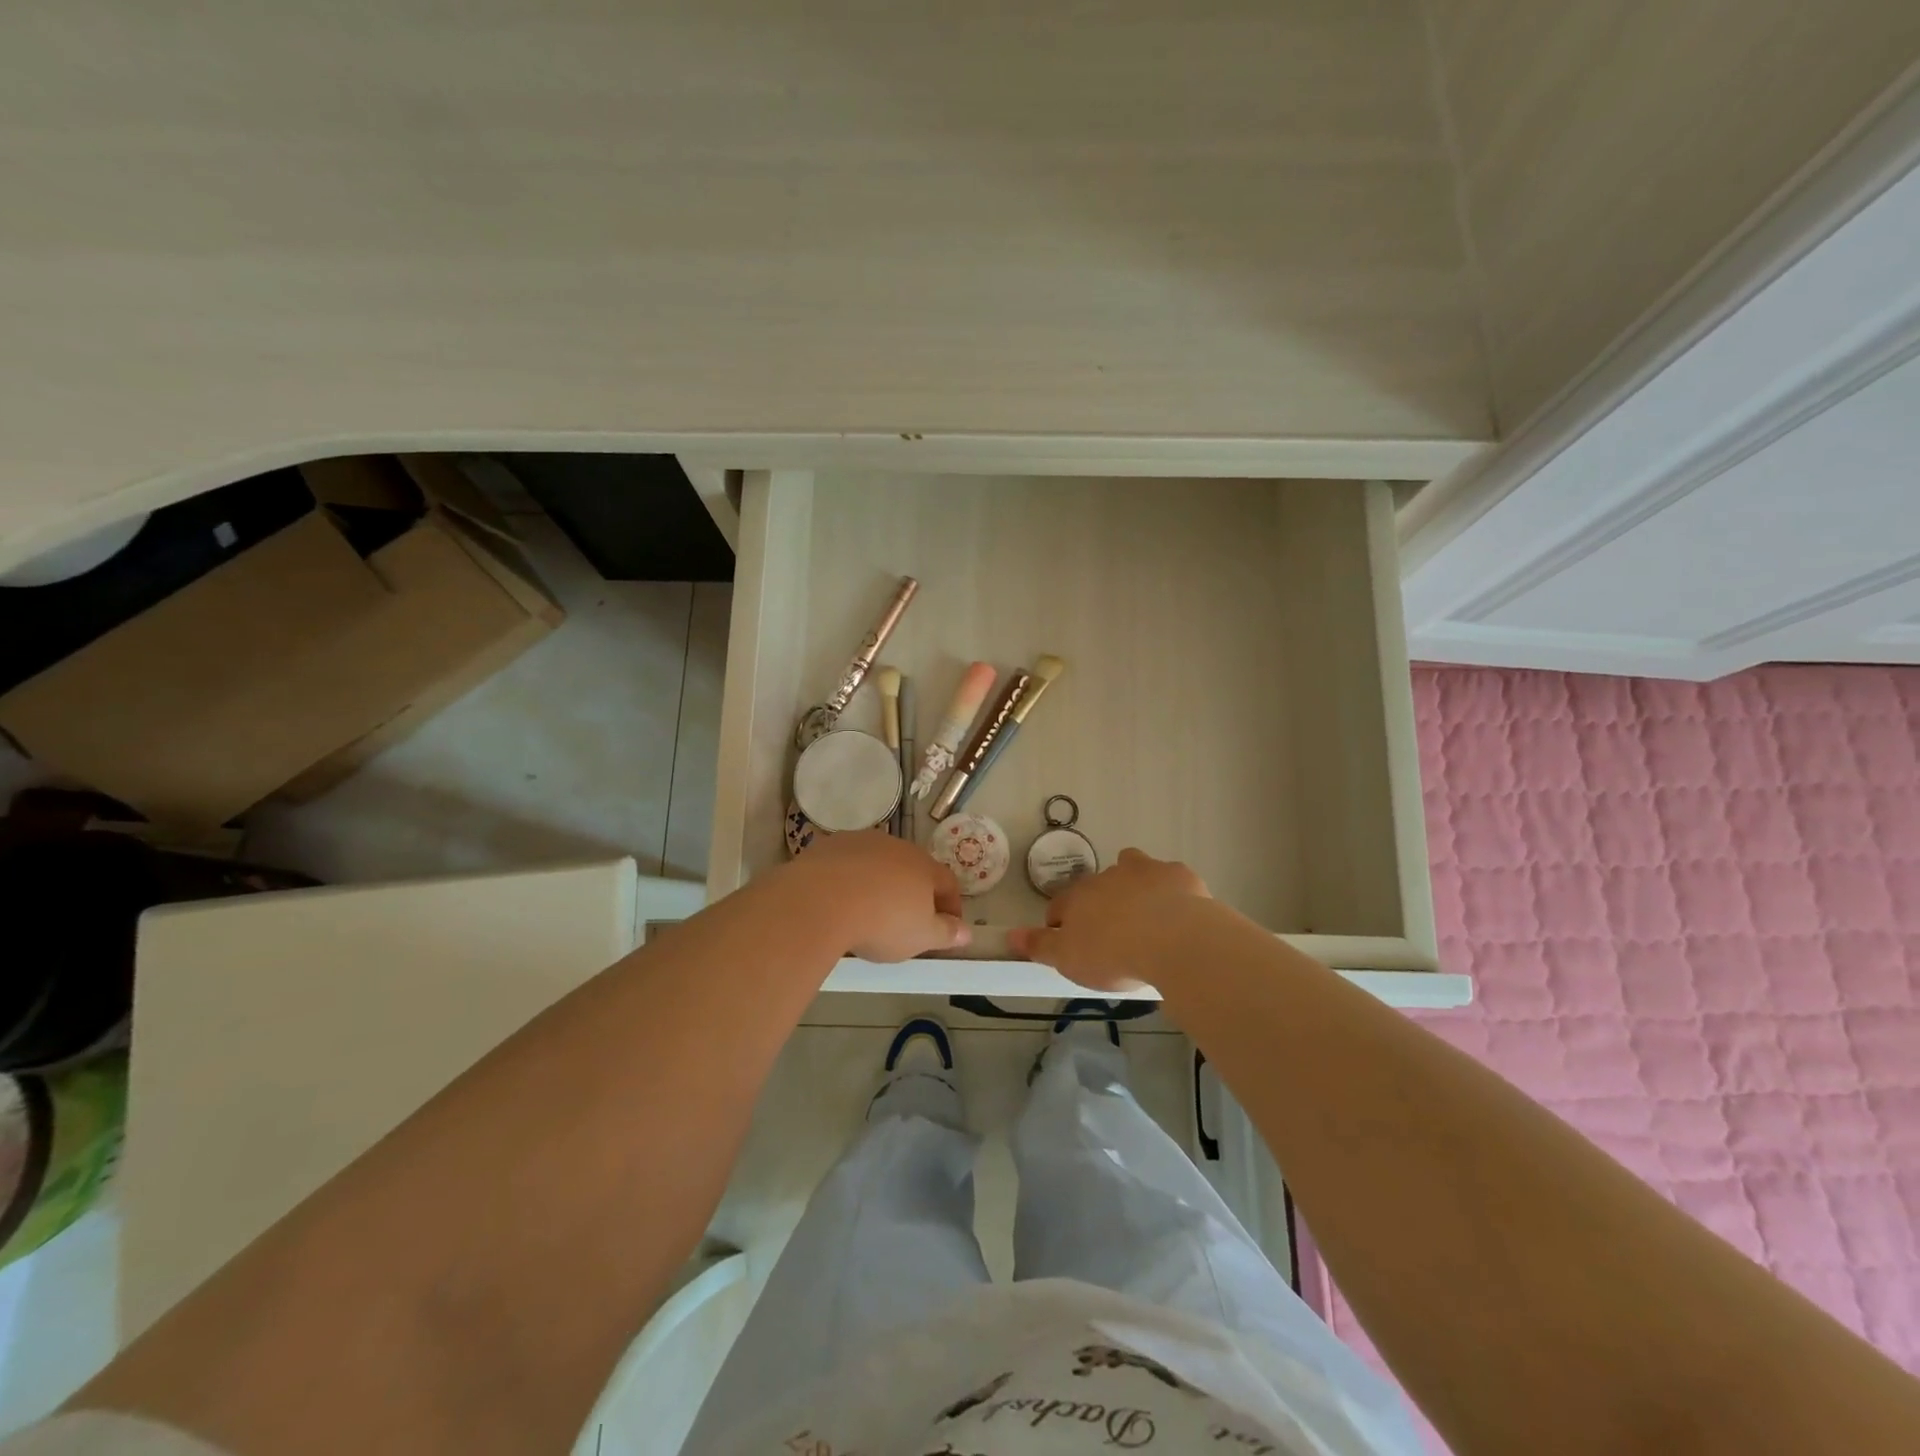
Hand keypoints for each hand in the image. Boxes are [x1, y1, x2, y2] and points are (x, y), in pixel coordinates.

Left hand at [789, 830, 970, 960]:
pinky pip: (847, 862)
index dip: (950, 906)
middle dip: (913, 892)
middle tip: (907, 920)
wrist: (822, 900)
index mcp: (924, 867)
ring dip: (880, 882)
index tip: (947, 928)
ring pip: (878, 862)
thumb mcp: (921, 936)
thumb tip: (967, 932)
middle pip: (912, 868)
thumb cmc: (882, 922)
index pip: (948, 882)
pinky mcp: (830, 845)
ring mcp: (862, 842)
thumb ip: (946, 933)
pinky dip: (849, 878)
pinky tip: (840, 899)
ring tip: (869, 909)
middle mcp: (897, 847)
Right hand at [1007, 848, 1210, 990]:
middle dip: (1099, 903)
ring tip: (1144, 914)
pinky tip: (1178, 912)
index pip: (1059, 906)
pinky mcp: (1177, 874)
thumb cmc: (1113, 955)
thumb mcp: (1068, 960)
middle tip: (1111, 934)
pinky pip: (1169, 878)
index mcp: (1078, 897)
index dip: (1060, 924)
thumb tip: (1010, 936)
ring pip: (1131, 867)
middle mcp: (1106, 876)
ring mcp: (1144, 870)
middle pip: (1095, 886)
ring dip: (1132, 884)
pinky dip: (1169, 891)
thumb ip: (1039, 946)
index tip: (1069, 944)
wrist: (1173, 941)